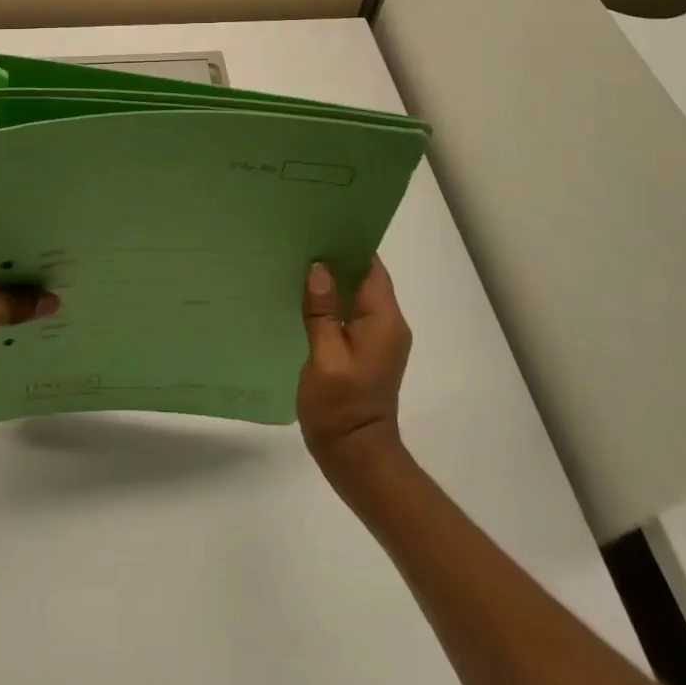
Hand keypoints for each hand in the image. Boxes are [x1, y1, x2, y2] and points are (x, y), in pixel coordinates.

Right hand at [298, 259, 411, 479]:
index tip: (321, 223)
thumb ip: (323, 311)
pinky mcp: (365, 351)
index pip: (372, 266)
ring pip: (356, 294)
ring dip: (332, 279)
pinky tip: (303, 296)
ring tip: (297, 260)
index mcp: (384, 320)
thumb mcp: (326, 358)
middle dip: (336, 256)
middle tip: (300, 237)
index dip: (349, 243)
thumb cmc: (341, 409)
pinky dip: (331, 301)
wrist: (357, 461)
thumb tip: (319, 268)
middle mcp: (388, 324)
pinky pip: (350, 313)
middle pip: (364, 276)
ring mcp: (378, 339)